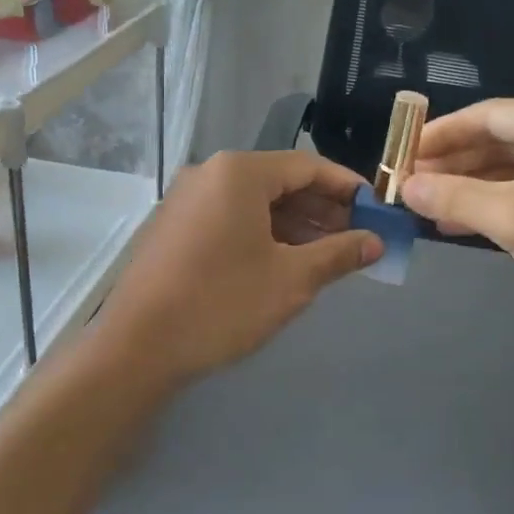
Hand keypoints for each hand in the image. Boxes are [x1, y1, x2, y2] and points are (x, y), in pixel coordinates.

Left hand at [95, 150, 382, 389]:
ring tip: (328, 254)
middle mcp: (209, 174)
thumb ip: (338, 253)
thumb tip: (375, 242)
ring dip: (294, 223)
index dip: (347, 187)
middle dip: (322, 209)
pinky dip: (263, 233)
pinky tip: (284, 261)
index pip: (308, 166)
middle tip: (357, 238)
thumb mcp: (291, 279)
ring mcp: (187, 199)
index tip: (376, 211)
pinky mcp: (174, 226)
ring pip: (254, 202)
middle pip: (280, 181)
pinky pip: (230, 217)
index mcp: (239, 172)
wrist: (136, 347)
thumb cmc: (221, 304)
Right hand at [401, 98, 513, 346]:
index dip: (441, 133)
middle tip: (407, 184)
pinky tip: (460, 224)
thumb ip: (456, 196)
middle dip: (454, 163)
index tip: (400, 153)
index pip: (490, 115)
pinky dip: (496, 207)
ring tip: (424, 206)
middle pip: (501, 141)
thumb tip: (404, 187)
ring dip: (470, 188)